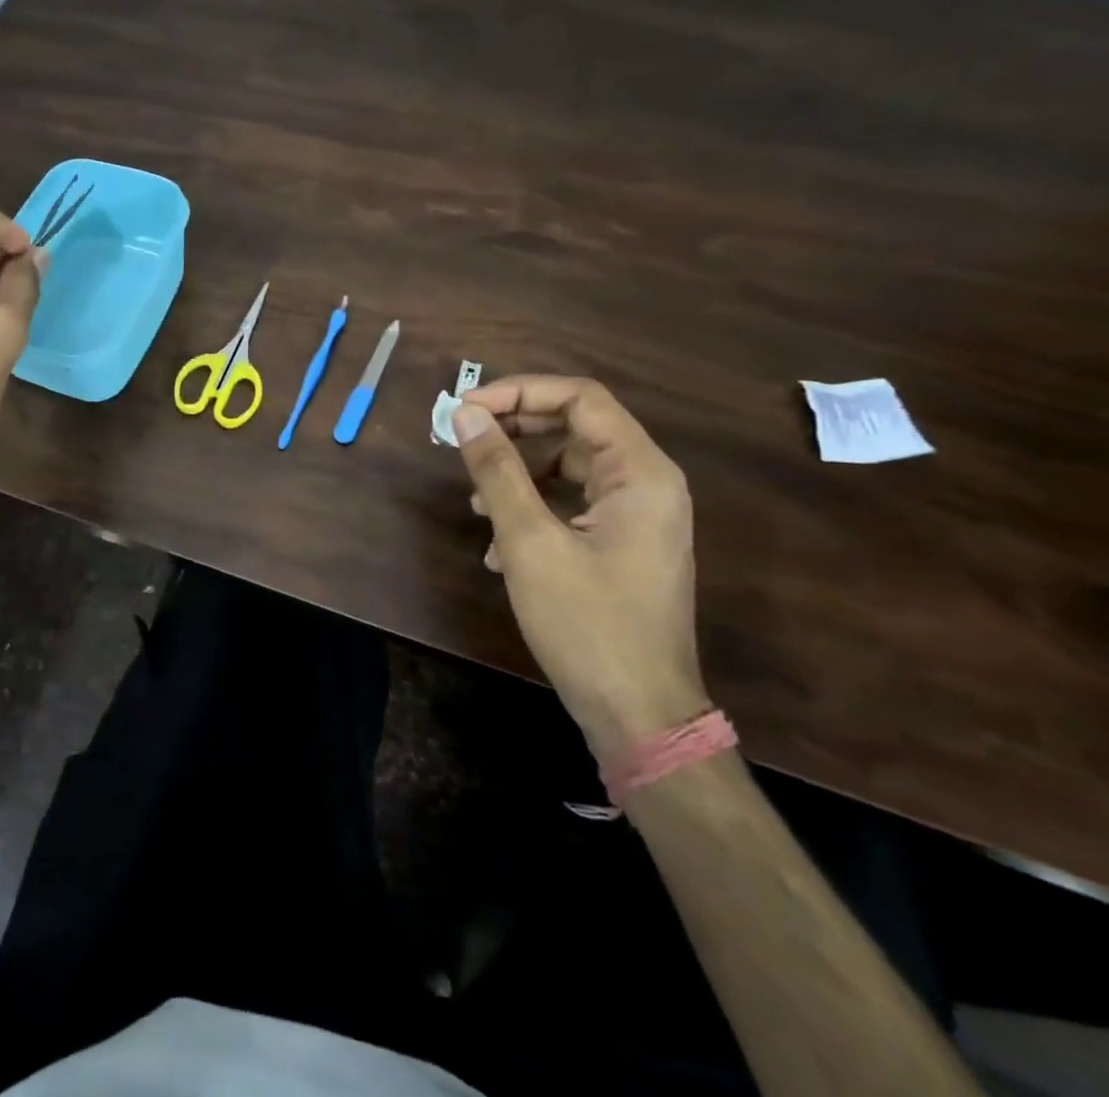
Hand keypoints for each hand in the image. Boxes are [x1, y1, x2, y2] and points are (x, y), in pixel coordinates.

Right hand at [452, 377, 705, 758]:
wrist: (638, 716)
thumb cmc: (587, 623)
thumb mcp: (529, 541)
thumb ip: (496, 471)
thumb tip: (464, 415)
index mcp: (640, 473)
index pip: (580, 398)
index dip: (518, 393)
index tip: (465, 410)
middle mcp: (647, 484)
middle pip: (574, 427)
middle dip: (513, 431)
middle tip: (461, 443)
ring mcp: (637, 516)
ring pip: (568, 466)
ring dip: (516, 474)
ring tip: (475, 502)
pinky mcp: (622, 544)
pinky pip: (572, 503)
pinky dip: (531, 509)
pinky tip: (497, 546)